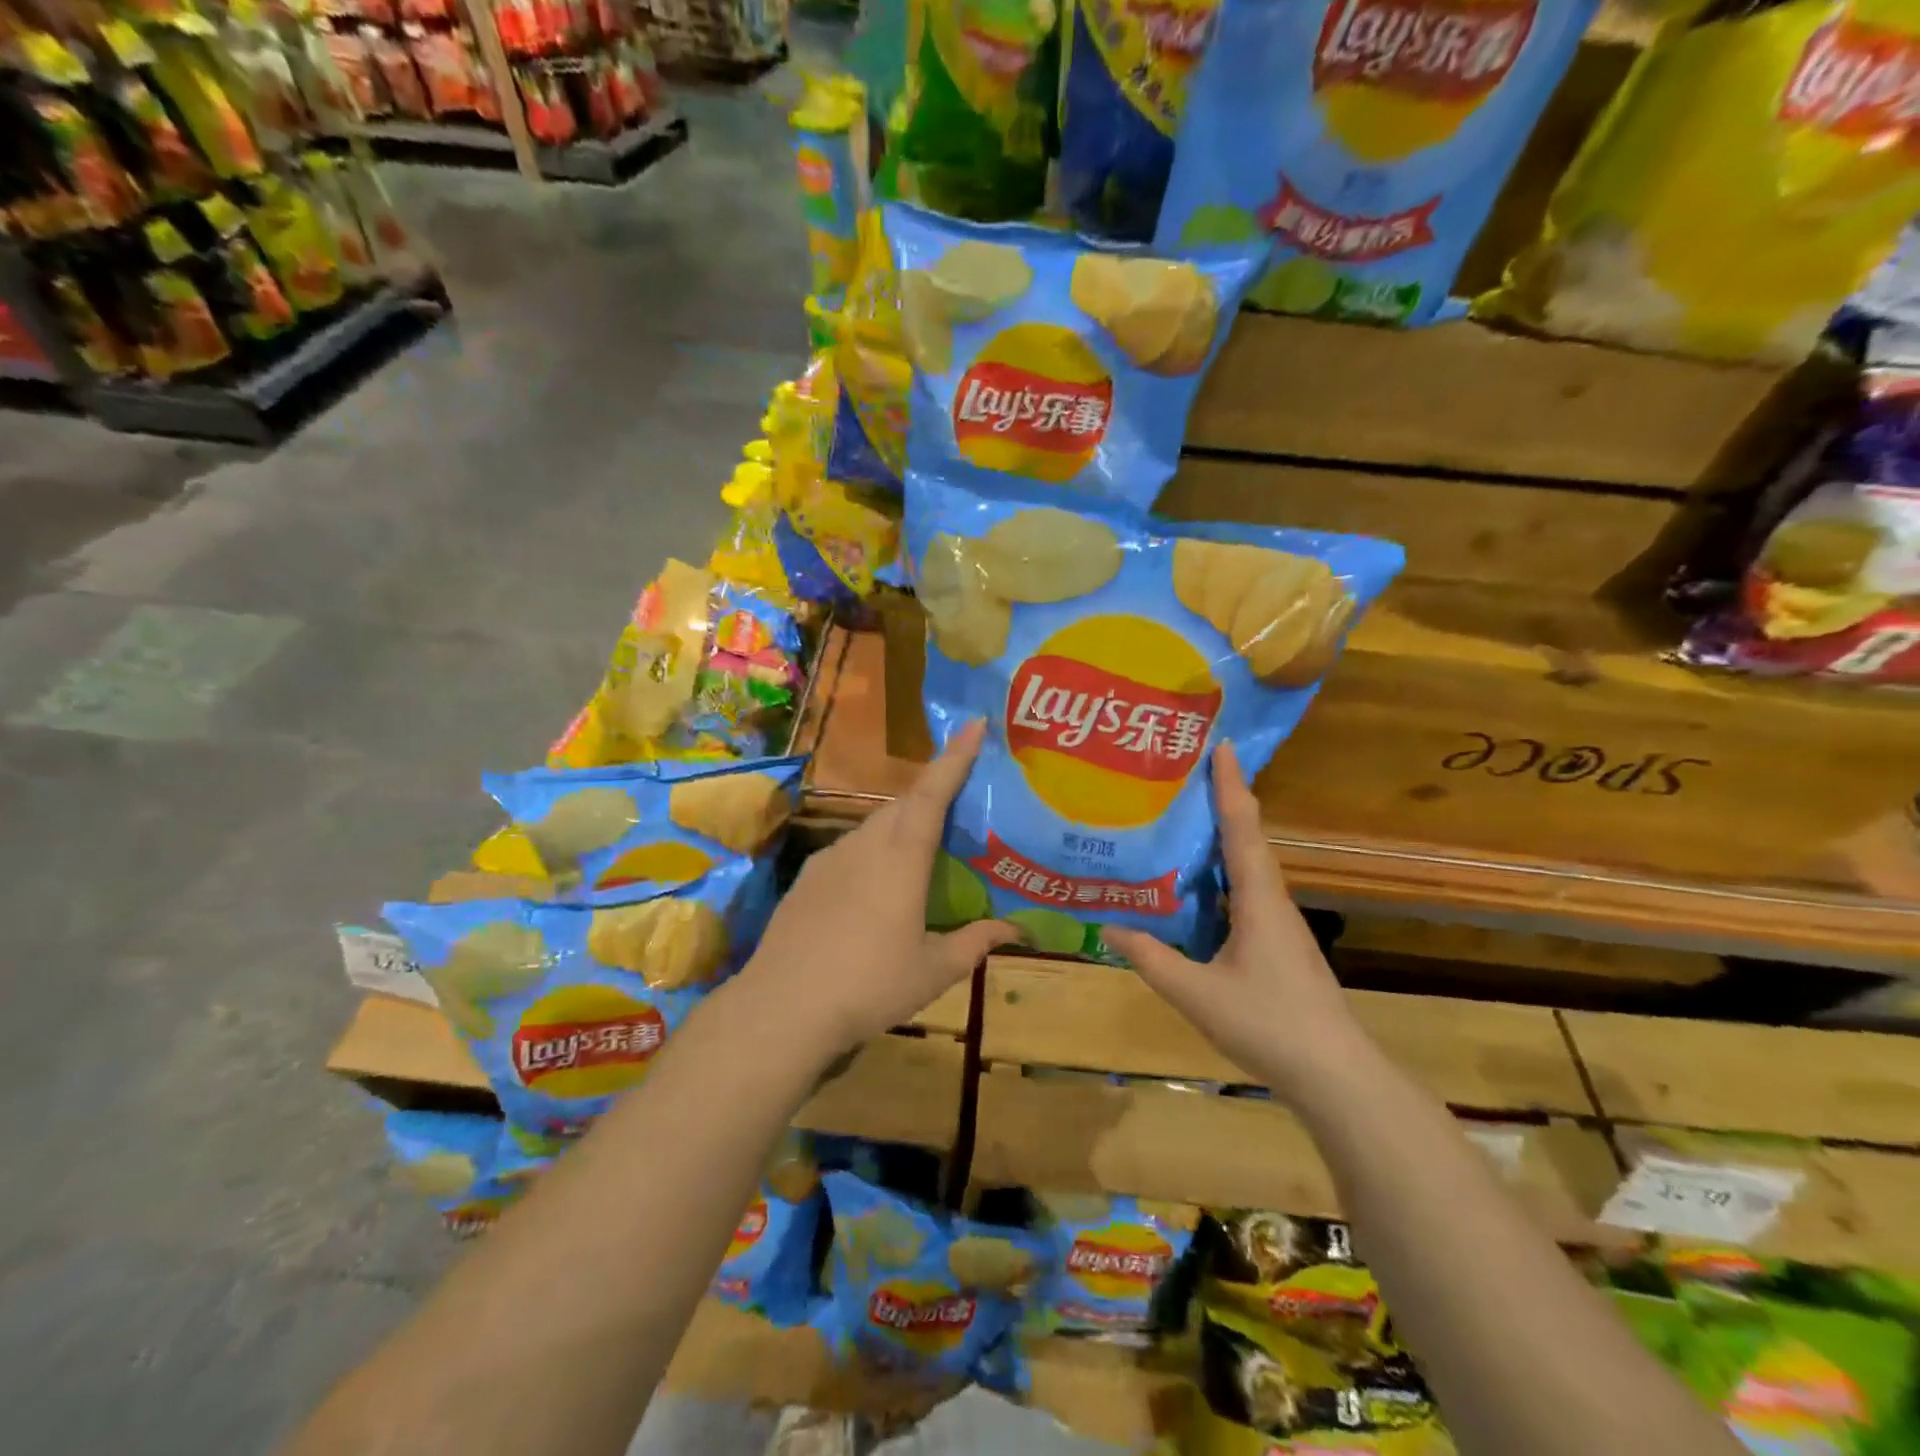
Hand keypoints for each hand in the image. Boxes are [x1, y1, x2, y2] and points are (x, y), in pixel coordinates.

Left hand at [736, 719, 1017, 1062]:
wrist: (783, 1007)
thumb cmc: (869, 985)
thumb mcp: (933, 971)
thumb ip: (975, 942)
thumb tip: (1016, 929)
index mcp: (901, 858)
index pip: (933, 793)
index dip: (956, 757)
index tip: (973, 724)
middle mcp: (865, 845)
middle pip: (904, 803)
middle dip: (933, 789)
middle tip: (960, 793)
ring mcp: (830, 858)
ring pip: (875, 825)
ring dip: (902, 822)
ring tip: (924, 844)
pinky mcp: (808, 877)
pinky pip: (851, 847)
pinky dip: (874, 849)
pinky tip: (877, 882)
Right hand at [1103, 741, 1369, 1099]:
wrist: (1335, 1076)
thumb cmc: (1269, 1025)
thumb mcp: (1196, 993)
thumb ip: (1151, 958)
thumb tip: (1107, 925)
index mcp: (1258, 900)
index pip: (1242, 828)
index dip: (1230, 785)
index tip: (1221, 744)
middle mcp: (1272, 901)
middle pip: (1247, 838)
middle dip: (1223, 800)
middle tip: (1186, 772)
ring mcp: (1278, 925)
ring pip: (1247, 866)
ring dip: (1222, 836)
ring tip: (1183, 819)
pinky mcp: (1277, 945)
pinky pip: (1244, 892)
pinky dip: (1220, 874)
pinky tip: (1195, 887)